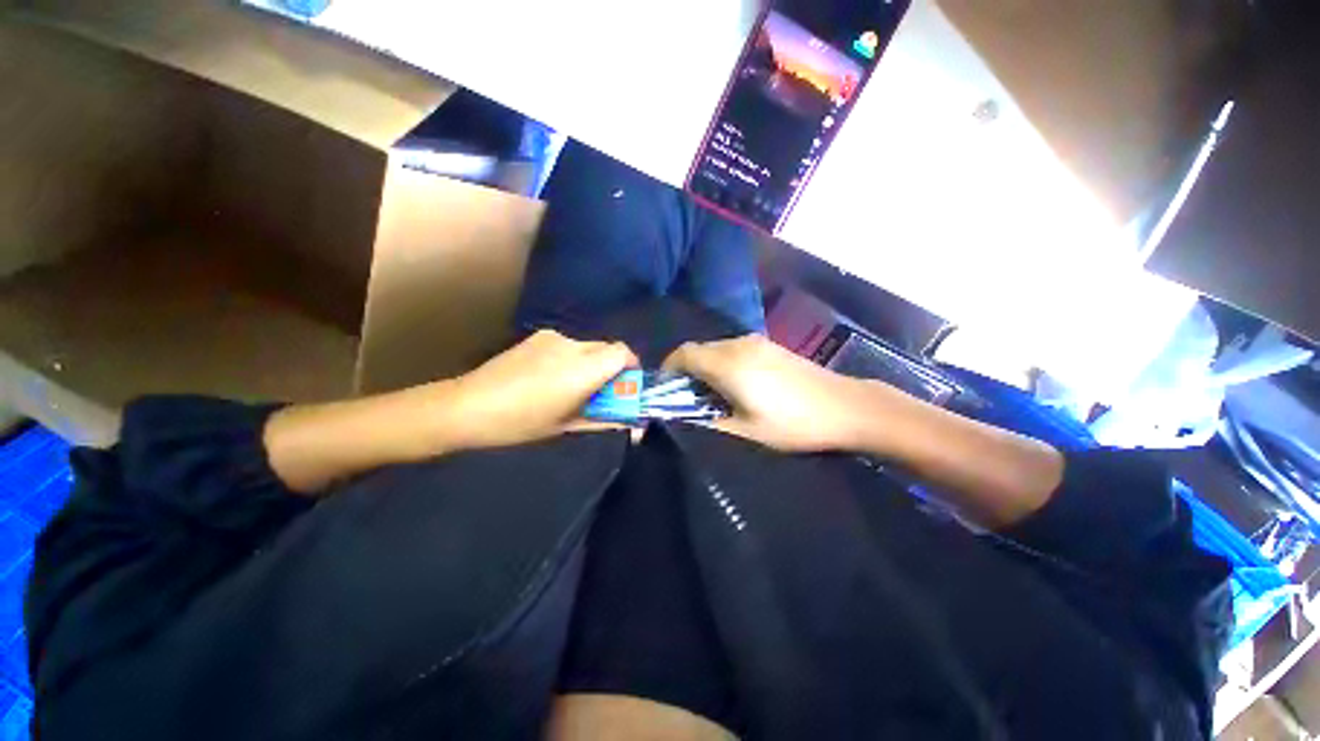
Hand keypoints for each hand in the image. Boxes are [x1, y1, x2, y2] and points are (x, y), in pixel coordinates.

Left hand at [438, 330, 635, 450]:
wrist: (467, 405)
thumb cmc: (520, 423)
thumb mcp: (565, 427)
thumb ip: (603, 420)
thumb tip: (632, 425)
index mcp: (583, 370)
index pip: (623, 353)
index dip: (631, 366)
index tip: (627, 384)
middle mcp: (573, 346)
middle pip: (608, 347)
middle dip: (612, 366)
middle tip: (600, 390)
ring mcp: (553, 337)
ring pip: (587, 346)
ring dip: (590, 362)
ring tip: (570, 385)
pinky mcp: (538, 335)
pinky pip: (567, 344)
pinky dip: (570, 358)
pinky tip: (548, 376)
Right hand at [663, 335, 878, 452]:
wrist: (846, 407)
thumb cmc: (793, 424)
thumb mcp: (747, 431)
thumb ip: (709, 422)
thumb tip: (683, 418)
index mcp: (728, 364)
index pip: (683, 354)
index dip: (668, 368)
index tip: (664, 389)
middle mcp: (738, 344)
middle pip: (698, 349)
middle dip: (685, 370)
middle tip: (686, 398)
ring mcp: (757, 342)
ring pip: (716, 348)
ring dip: (704, 366)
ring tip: (709, 395)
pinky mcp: (770, 346)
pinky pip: (733, 349)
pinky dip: (722, 363)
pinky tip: (734, 385)